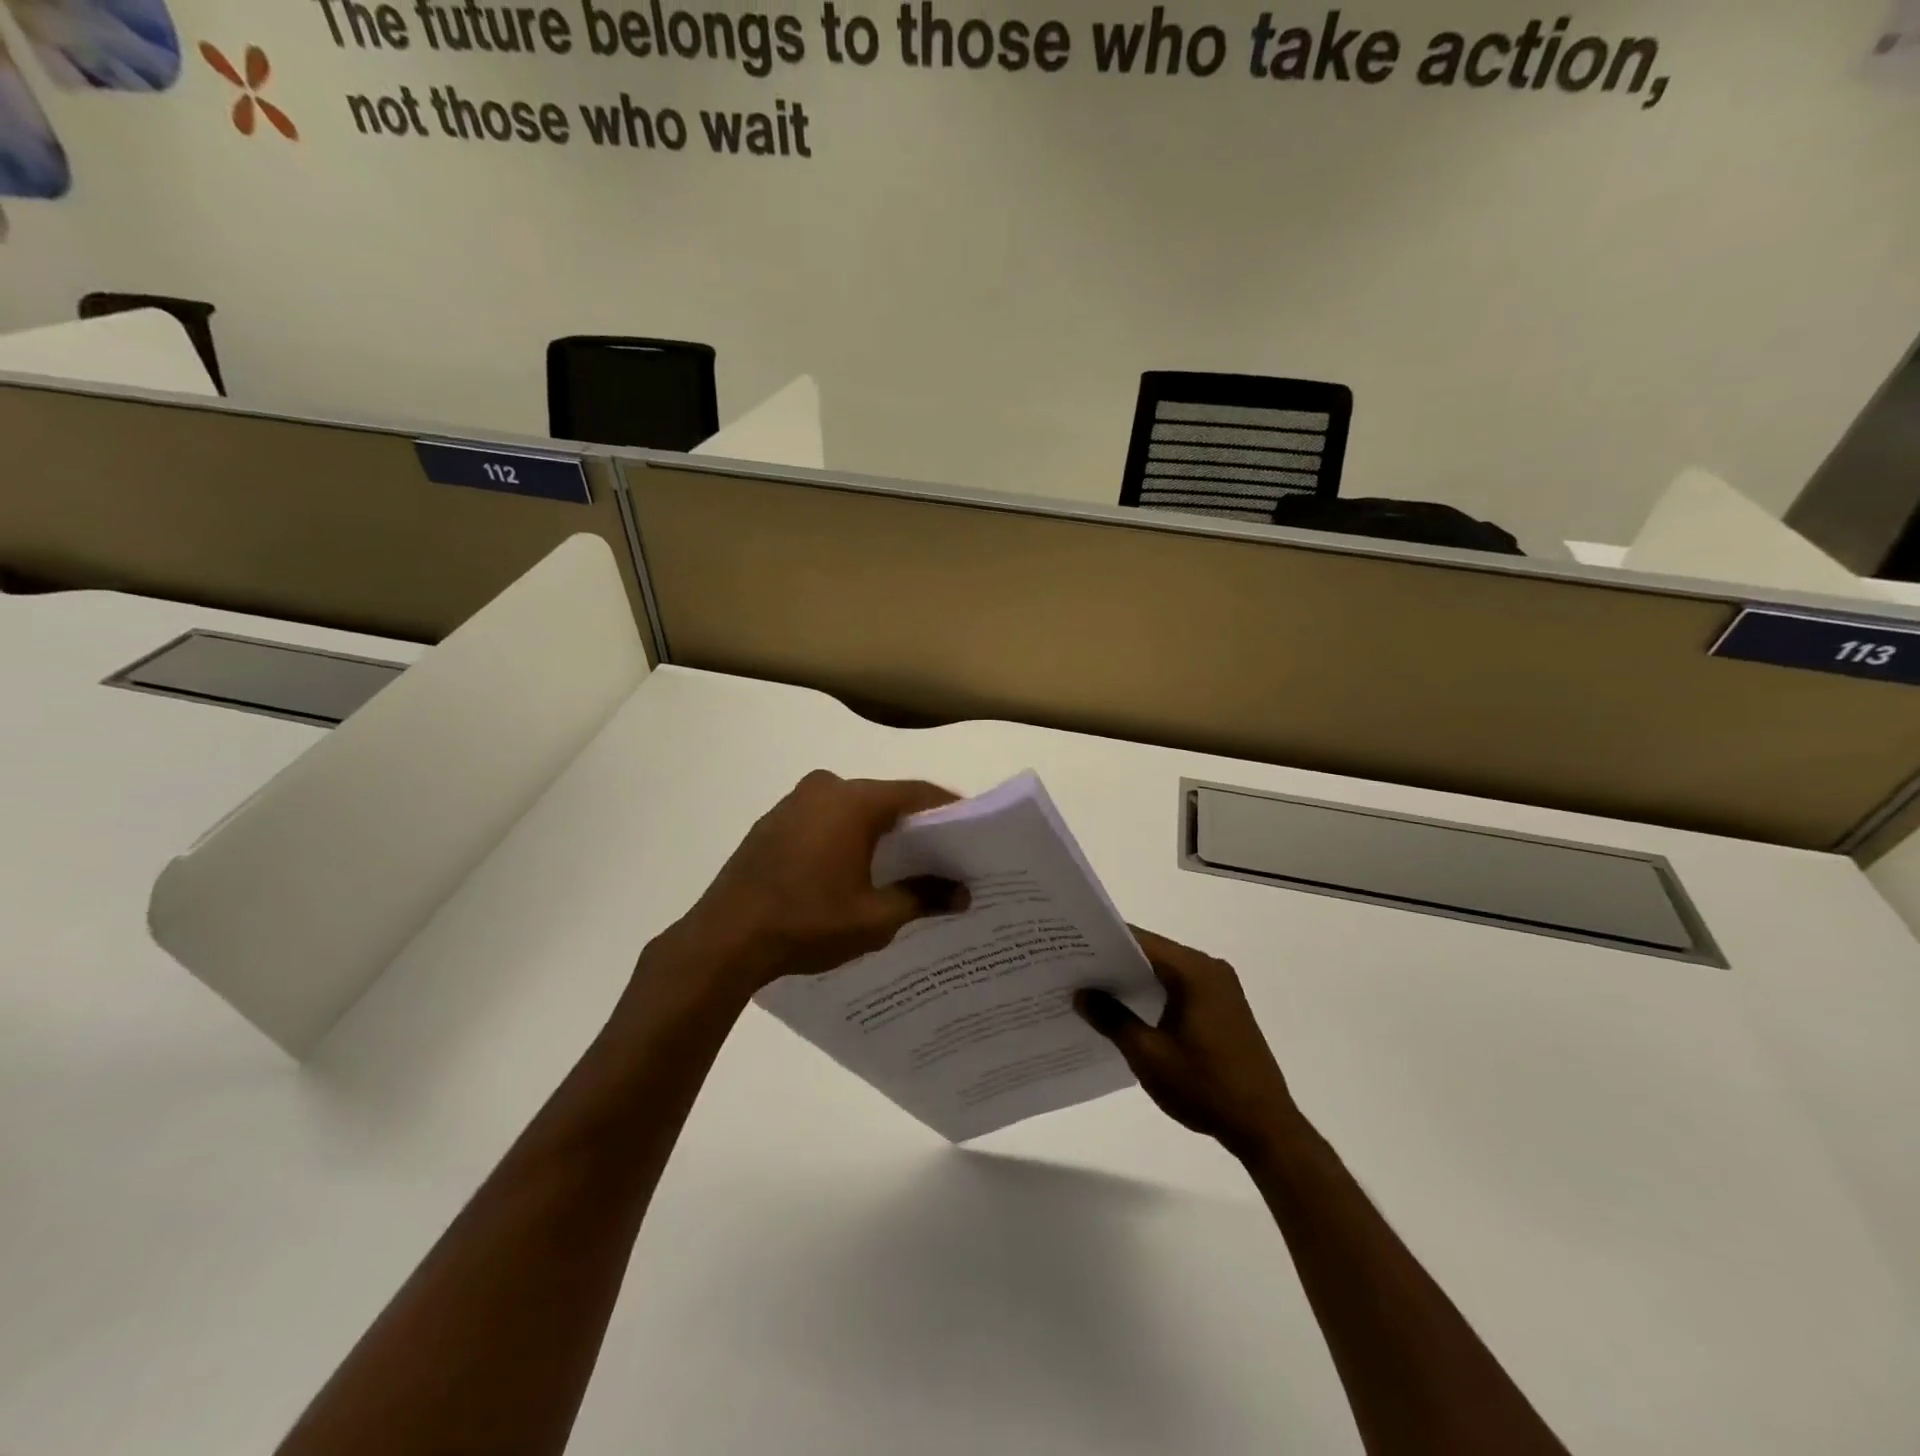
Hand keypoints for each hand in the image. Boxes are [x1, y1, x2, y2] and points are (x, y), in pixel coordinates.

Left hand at [675, 771, 962, 992]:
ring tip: (901, 865)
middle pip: (884, 798)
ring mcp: (794, 803)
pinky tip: (853, 868)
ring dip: (877, 830)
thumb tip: (965, 894)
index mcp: (854, 801)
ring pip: (852, 808)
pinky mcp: (773, 823)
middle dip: (914, 824)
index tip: (971, 832)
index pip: (917, 794)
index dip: (949, 810)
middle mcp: (825, 789)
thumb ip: (924, 897)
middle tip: (942, 853)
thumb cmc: (807, 923)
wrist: (724, 939)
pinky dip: (845, 836)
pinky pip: (824, 819)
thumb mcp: (875, 917)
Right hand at [1076, 928, 1297, 1159]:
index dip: (1104, 942)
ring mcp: (1220, 989)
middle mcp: (1210, 969)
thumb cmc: (1205, 1087)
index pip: (1141, 941)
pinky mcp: (1223, 1009)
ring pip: (1165, 972)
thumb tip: (1081, 994)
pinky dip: (1153, 994)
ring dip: (1133, 979)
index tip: (1070, 946)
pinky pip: (1179, 988)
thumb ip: (1112, 1019)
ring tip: (1091, 988)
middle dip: (1114, 961)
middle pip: (1153, 953)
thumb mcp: (1148, 1055)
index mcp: (1194, 971)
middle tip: (1072, 968)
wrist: (1265, 1128)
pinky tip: (1126, 1010)